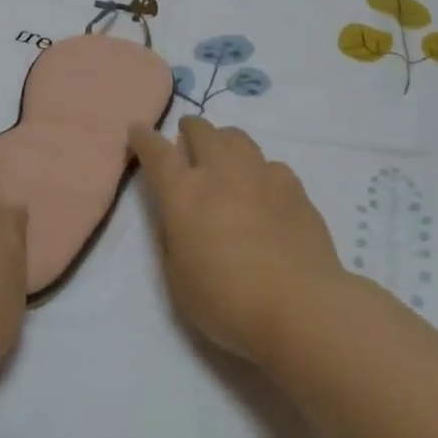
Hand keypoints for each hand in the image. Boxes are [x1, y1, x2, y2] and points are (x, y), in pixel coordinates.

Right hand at [128, 118, 349, 364]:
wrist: (300, 308)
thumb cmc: (226, 301)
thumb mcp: (178, 279)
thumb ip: (172, 240)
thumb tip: (176, 218)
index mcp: (184, 194)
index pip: (157, 153)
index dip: (144, 139)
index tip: (137, 130)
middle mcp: (221, 173)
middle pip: (202, 131)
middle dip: (190, 129)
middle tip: (187, 139)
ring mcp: (262, 176)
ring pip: (238, 138)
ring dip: (224, 142)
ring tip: (225, 158)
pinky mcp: (295, 189)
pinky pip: (272, 166)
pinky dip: (261, 171)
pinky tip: (265, 192)